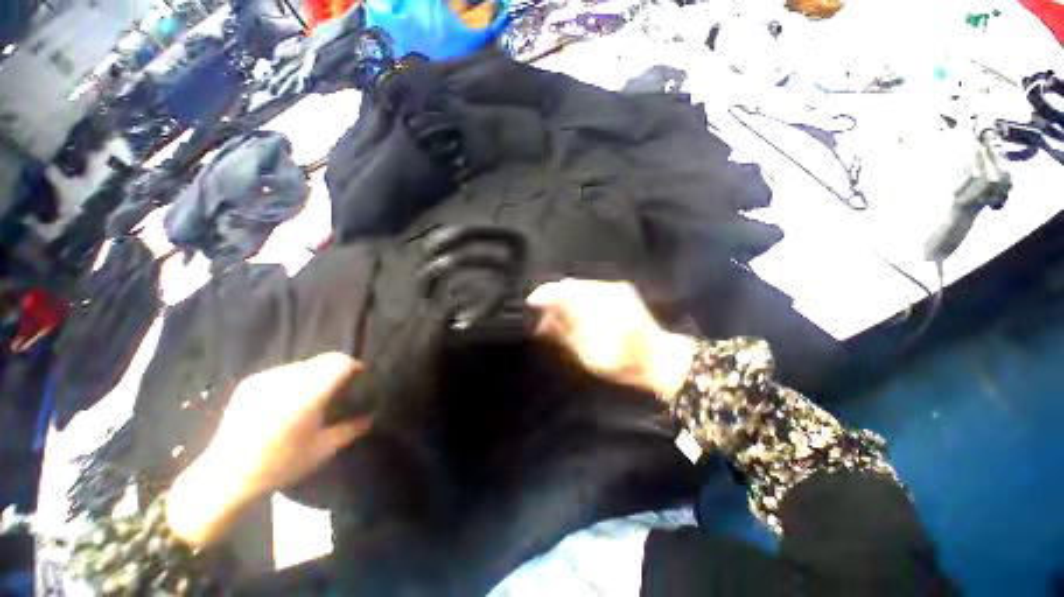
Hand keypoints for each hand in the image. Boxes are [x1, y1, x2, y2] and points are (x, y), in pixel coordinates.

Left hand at [167, 353, 369, 547]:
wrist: (225, 477)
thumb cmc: (279, 465)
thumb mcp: (322, 450)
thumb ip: (350, 429)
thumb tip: (371, 416)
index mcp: (307, 394)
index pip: (341, 363)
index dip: (356, 368)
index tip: (361, 381)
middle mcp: (287, 379)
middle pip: (325, 359)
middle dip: (339, 370)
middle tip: (342, 390)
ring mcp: (266, 378)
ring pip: (305, 364)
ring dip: (317, 374)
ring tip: (315, 396)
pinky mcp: (251, 383)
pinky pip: (284, 371)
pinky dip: (296, 379)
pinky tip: (290, 400)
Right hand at [527, 279, 696, 396]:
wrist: (660, 358)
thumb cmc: (624, 363)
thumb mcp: (589, 357)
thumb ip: (563, 335)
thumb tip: (541, 322)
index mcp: (600, 308)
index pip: (564, 292)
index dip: (544, 295)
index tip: (531, 304)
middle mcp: (608, 290)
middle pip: (571, 285)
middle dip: (553, 297)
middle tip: (544, 316)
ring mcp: (616, 287)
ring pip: (580, 285)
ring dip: (565, 297)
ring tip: (558, 316)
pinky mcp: (621, 289)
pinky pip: (591, 288)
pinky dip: (578, 297)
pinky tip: (575, 311)